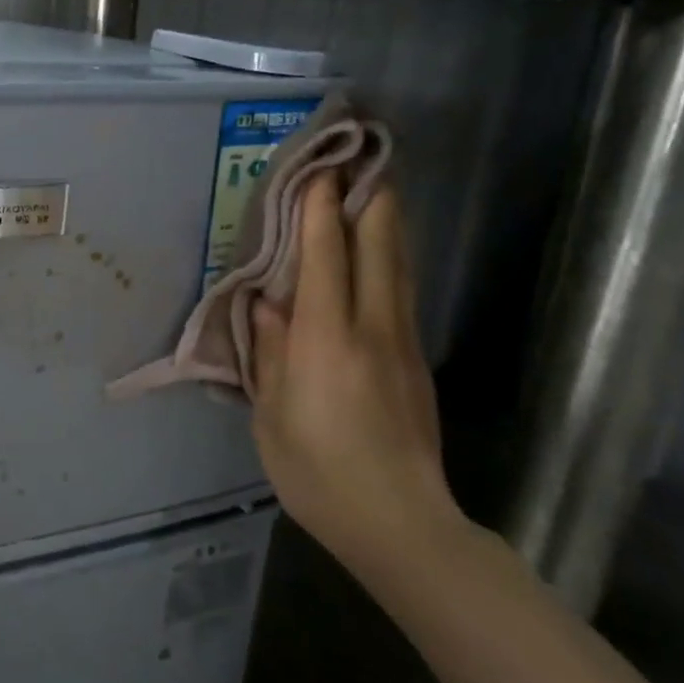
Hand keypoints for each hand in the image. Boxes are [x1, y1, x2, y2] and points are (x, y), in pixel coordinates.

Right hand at [251, 177, 461, 579]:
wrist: (400, 523)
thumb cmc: (317, 472)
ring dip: (386, 224)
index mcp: (326, 340)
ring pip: (398, 268)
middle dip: (370, 199)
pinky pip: (401, 294)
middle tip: (363, 159)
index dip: (322, 210)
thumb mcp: (273, 414)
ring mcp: (402, 344)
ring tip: (376, 190)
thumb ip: (272, 352)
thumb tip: (268, 304)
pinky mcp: (415, 363)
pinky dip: (389, 260)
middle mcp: (372, 329)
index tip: (321, 169)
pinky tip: (379, 255)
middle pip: (379, 248)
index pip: (326, 257)